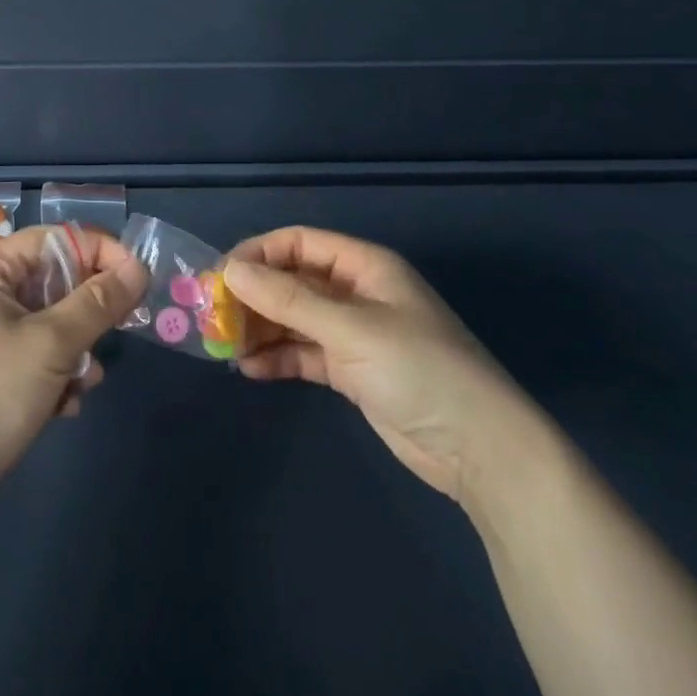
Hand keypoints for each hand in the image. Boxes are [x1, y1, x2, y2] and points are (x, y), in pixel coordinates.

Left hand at [0, 225, 147, 518]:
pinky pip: (44, 356)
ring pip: (57, 322)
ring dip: (79, 350)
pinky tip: (64, 406)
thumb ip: (97, 302)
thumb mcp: (51, 343)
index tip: (138, 280)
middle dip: (90, 310)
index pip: (58, 239)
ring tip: (83, 381)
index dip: (101, 252)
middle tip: (117, 331)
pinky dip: (61, 375)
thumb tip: (139, 268)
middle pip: (59, 280)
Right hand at [223, 227, 544, 503]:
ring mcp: (354, 334)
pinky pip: (304, 354)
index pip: (299, 243)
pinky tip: (249, 370)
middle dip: (253, 295)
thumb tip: (230, 270)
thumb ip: (289, 299)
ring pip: (294, 319)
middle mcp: (356, 293)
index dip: (258, 254)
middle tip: (214, 317)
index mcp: (364, 266)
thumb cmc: (420, 370)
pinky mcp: (352, 372)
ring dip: (260, 329)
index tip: (220, 277)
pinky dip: (278, 358)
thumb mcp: (351, 329)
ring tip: (224, 346)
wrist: (483, 452)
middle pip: (292, 281)